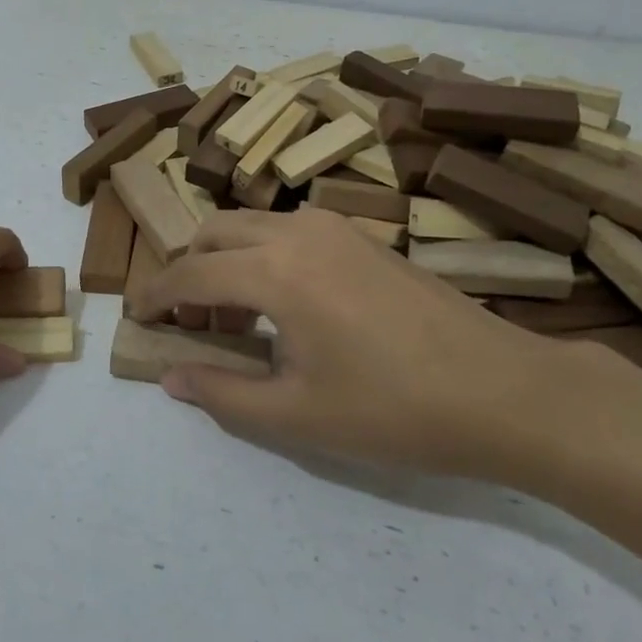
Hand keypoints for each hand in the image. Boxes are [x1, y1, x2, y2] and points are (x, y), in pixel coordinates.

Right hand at [127, 207, 575, 483]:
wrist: (505, 391)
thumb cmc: (395, 410)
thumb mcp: (297, 415)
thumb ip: (223, 393)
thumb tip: (171, 378)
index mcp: (275, 271)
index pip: (191, 275)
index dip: (156, 298)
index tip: (136, 319)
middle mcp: (298, 233)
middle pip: (214, 233)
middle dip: (188, 272)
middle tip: (187, 325)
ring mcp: (336, 230)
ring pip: (252, 226)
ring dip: (225, 260)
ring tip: (233, 320)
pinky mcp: (363, 239)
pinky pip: (288, 232)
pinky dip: (262, 256)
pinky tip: (282, 307)